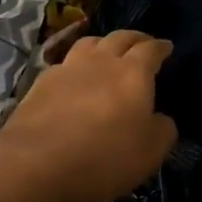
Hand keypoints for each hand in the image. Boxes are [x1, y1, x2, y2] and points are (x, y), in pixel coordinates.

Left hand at [0, 29, 176, 201]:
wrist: (34, 164)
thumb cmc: (103, 158)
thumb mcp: (151, 152)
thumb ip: (163, 129)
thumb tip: (160, 118)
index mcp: (133, 73)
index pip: (151, 49)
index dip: (161, 47)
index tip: (167, 47)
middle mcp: (101, 61)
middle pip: (120, 37)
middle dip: (135, 38)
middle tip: (142, 44)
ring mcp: (68, 68)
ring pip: (89, 43)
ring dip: (103, 44)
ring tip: (108, 52)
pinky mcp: (41, 82)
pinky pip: (65, 63)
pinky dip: (77, 65)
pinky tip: (75, 77)